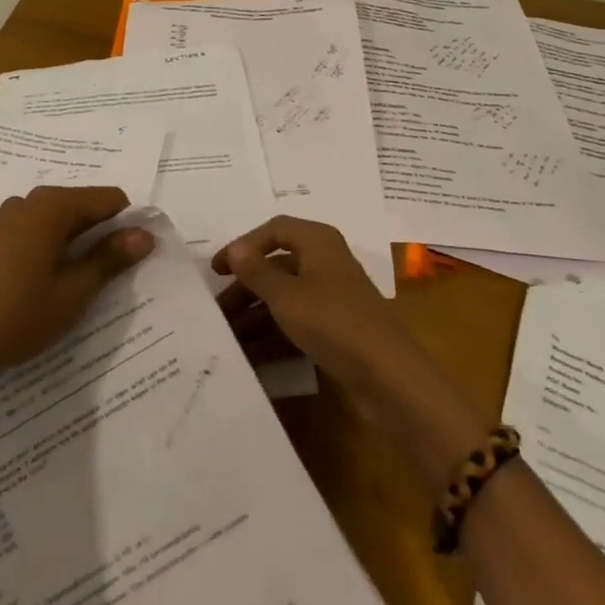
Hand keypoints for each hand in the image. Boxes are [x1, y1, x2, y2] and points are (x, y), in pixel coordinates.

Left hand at [0, 186, 153, 386]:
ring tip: (78, 288)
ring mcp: (9, 218)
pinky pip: (40, 232)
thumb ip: (110, 259)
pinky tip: (48, 286)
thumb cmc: (15, 315)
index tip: (130, 263)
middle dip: (102, 237)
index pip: (110, 199)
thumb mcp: (72, 292)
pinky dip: (54, 251)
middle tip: (107, 281)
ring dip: (78, 247)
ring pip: (62, 222)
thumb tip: (144, 234)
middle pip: (85, 207)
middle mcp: (31, 201)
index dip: (127, 227)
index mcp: (52, 206)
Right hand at [213, 216, 416, 396]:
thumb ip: (257, 271)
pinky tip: (251, 353)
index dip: (244, 245)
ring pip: (286, 296)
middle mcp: (325, 262)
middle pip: (278, 265)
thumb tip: (235, 248)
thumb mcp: (286, 295)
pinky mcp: (336, 327)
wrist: (387, 375)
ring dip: (256, 314)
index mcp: (318, 241)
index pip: (274, 229)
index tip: (217, 270)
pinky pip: (297, 321)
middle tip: (217, 310)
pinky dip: (275, 333)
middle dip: (246, 287)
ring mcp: (332, 296)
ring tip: (227, 336)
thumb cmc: (332, 321)